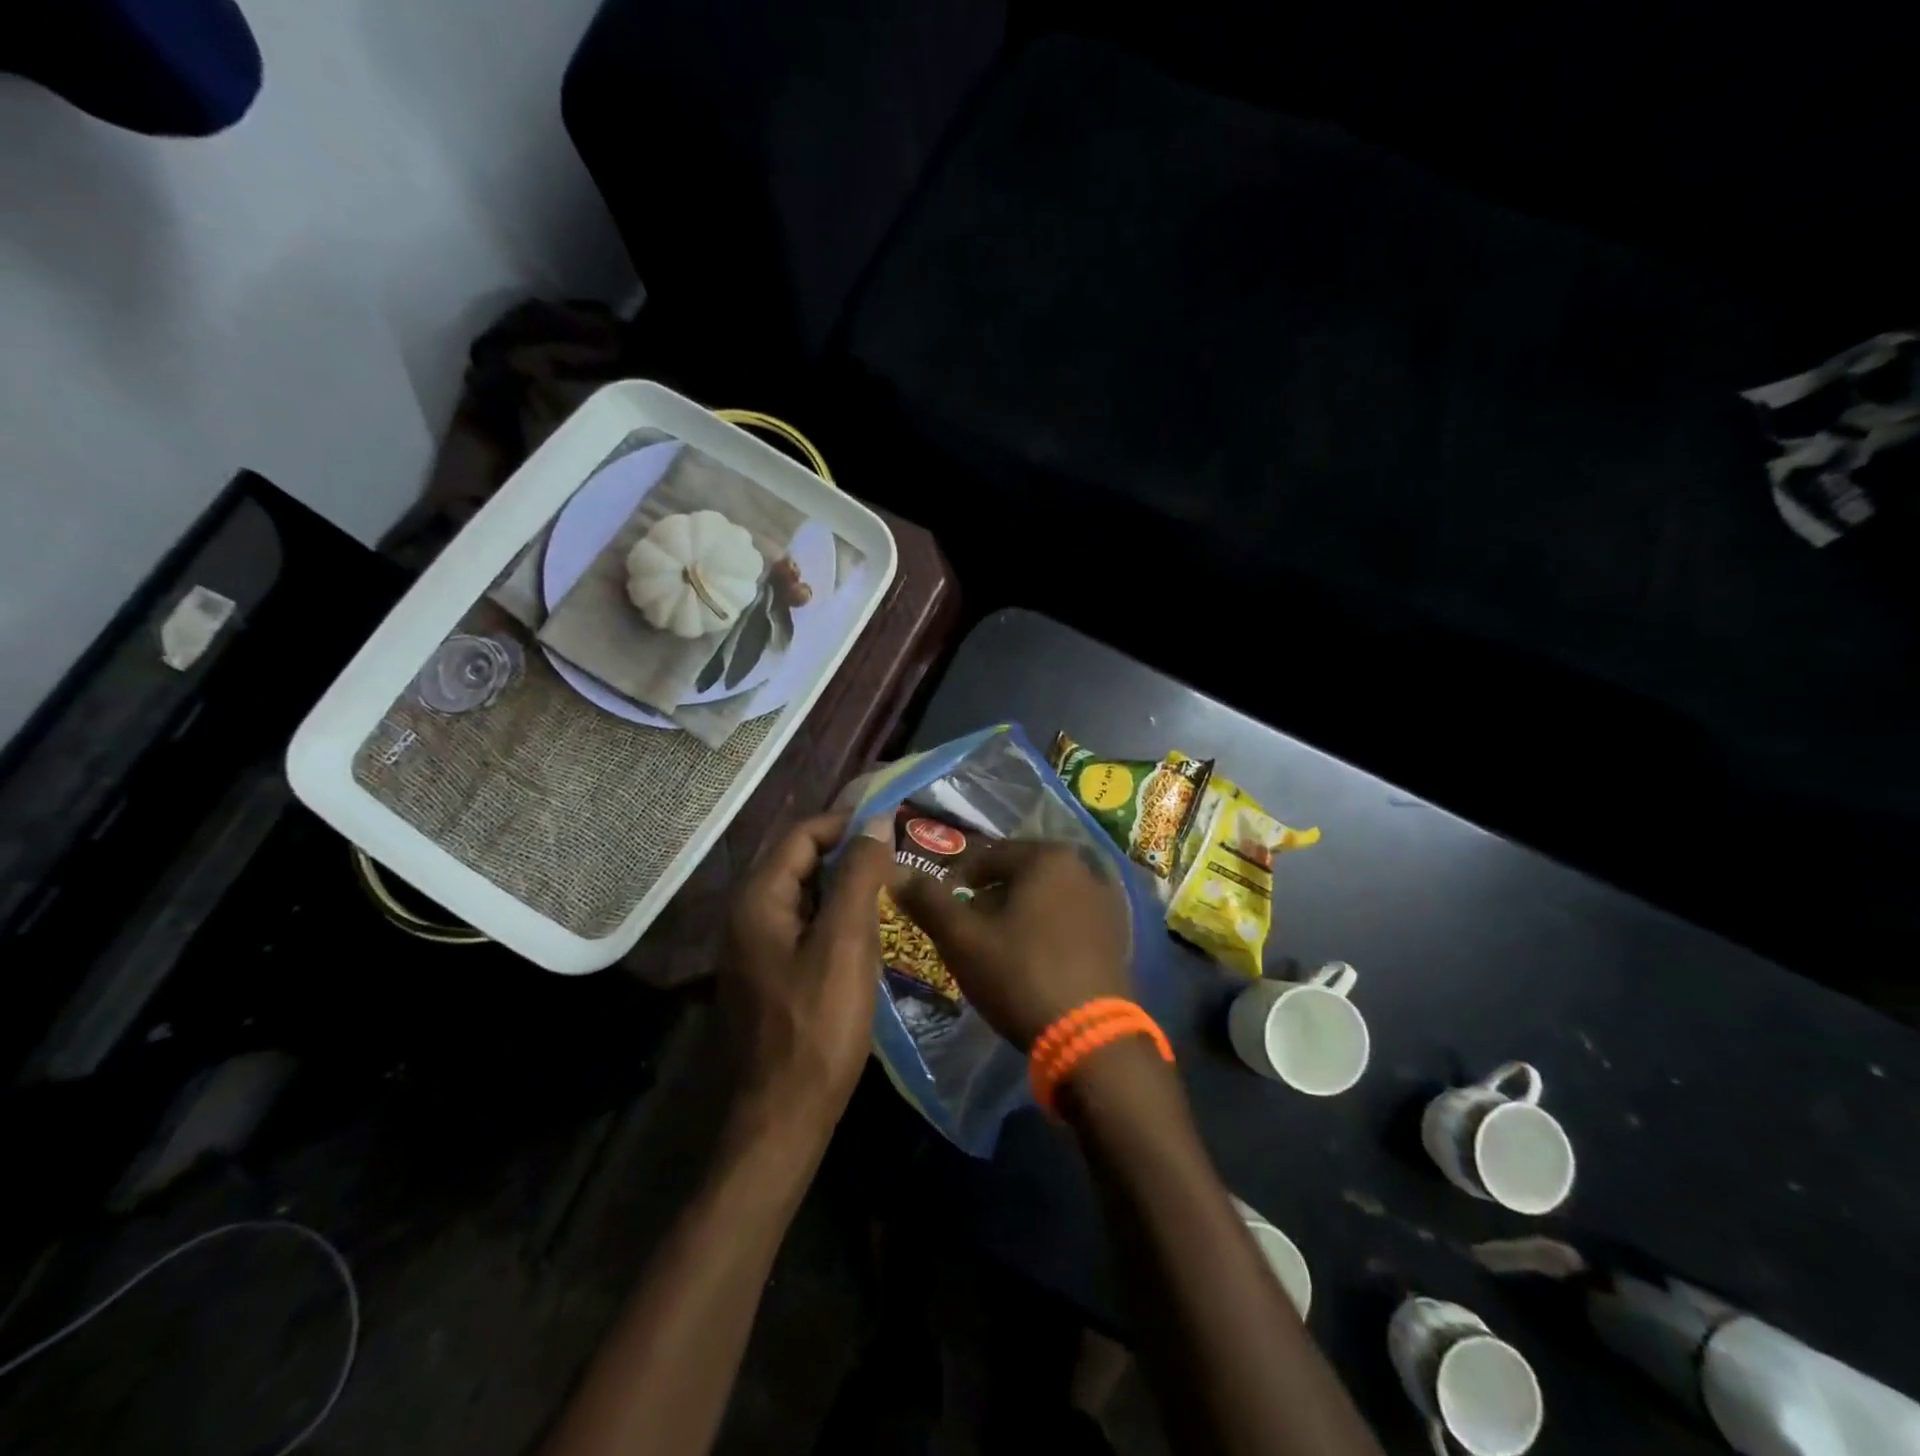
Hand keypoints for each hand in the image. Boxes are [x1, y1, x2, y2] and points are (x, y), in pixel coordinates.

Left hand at [721, 812, 895, 1133]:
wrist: (782, 1118)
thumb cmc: (817, 1026)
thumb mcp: (845, 943)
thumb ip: (858, 876)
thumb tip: (877, 821)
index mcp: (758, 900)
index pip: (802, 835)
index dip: (847, 825)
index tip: (893, 829)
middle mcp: (748, 916)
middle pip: (801, 863)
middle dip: (850, 857)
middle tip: (898, 862)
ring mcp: (755, 948)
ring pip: (806, 897)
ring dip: (846, 890)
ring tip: (892, 894)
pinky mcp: (769, 975)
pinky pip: (805, 928)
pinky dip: (836, 921)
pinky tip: (869, 936)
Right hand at [895, 841, 1130, 1049]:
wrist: (1091, 1039)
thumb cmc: (1021, 976)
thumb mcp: (963, 939)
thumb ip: (929, 901)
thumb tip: (897, 873)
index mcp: (1047, 857)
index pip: (986, 855)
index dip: (956, 880)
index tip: (940, 909)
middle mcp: (1083, 867)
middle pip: (1018, 874)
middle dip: (988, 897)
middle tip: (966, 931)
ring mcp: (1106, 901)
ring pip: (1044, 897)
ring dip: (1017, 914)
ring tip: (996, 948)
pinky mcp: (1117, 934)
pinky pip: (1068, 920)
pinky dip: (1045, 930)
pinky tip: (1032, 961)